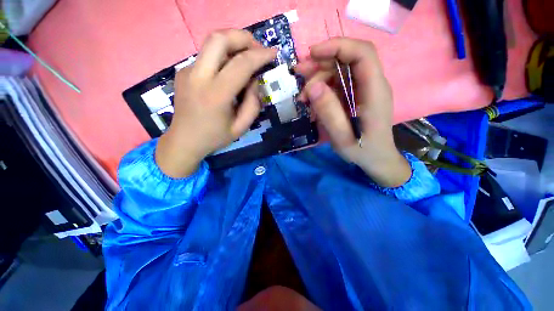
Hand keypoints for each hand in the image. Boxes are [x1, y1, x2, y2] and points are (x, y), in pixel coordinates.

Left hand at [156, 29, 276, 177]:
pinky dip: (221, 56)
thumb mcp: (241, 126)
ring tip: (242, 57)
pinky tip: (223, 71)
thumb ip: (254, 100)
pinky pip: (207, 54)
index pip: (242, 62)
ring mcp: (187, 71)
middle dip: (243, 37)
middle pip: (219, 37)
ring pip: (212, 41)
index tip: (273, 53)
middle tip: (254, 49)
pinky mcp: (183, 70)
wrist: (181, 141)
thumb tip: (255, 76)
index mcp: (215, 94)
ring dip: (232, 43)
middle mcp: (198, 77)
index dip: (262, 53)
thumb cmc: (212, 137)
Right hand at [296, 38, 410, 186]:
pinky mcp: (360, 88)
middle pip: (351, 52)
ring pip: (342, 63)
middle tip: (300, 70)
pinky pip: (340, 75)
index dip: (338, 45)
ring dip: (319, 71)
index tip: (313, 54)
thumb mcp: (344, 139)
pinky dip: (323, 82)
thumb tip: (313, 86)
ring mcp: (367, 83)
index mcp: (375, 89)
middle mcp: (373, 81)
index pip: (363, 52)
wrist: (379, 158)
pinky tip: (312, 97)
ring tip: (303, 92)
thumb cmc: (365, 150)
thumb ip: (330, 113)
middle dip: (323, 57)